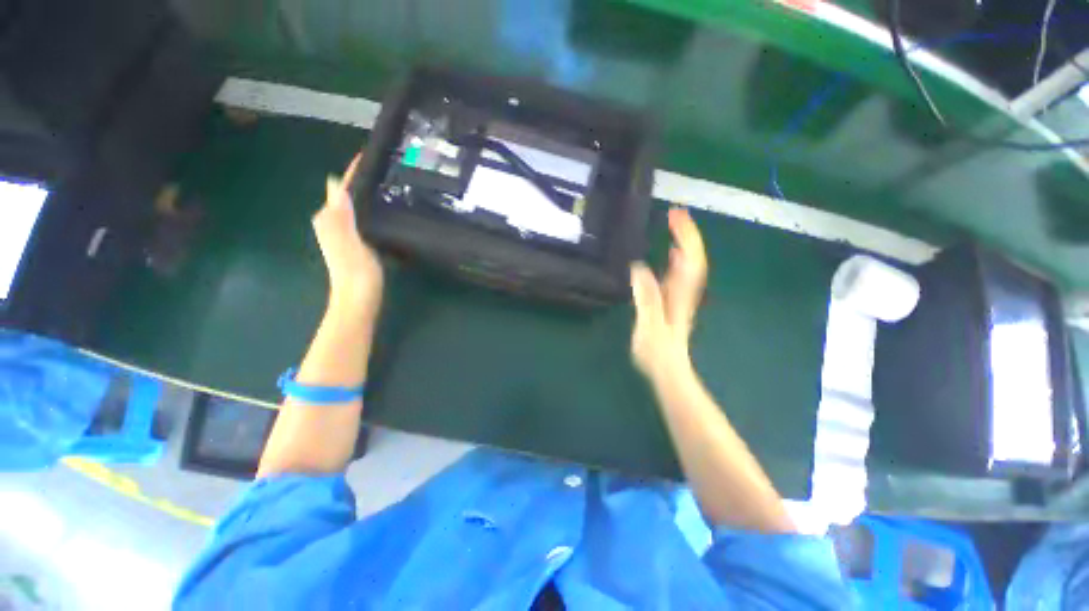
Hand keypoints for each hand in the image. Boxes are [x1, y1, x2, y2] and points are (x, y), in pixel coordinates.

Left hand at [312, 154, 382, 318]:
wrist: (359, 302)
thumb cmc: (356, 274)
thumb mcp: (349, 243)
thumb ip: (341, 215)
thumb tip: (335, 183)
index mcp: (330, 220)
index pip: (341, 188)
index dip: (354, 171)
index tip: (371, 155)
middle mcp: (334, 223)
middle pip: (348, 194)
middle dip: (363, 179)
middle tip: (389, 166)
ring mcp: (346, 234)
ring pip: (356, 204)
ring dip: (369, 192)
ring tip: (392, 181)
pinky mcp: (358, 243)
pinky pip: (364, 217)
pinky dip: (373, 207)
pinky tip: (387, 207)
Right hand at [630, 208, 707, 378]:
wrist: (668, 370)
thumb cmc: (657, 352)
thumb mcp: (649, 325)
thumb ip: (646, 297)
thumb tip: (639, 268)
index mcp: (679, 294)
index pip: (690, 260)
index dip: (686, 237)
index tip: (676, 218)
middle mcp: (684, 291)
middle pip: (693, 257)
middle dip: (687, 233)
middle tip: (675, 214)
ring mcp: (680, 296)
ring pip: (688, 264)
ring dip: (684, 243)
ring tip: (674, 226)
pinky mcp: (673, 301)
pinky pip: (679, 273)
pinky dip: (678, 259)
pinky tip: (671, 254)